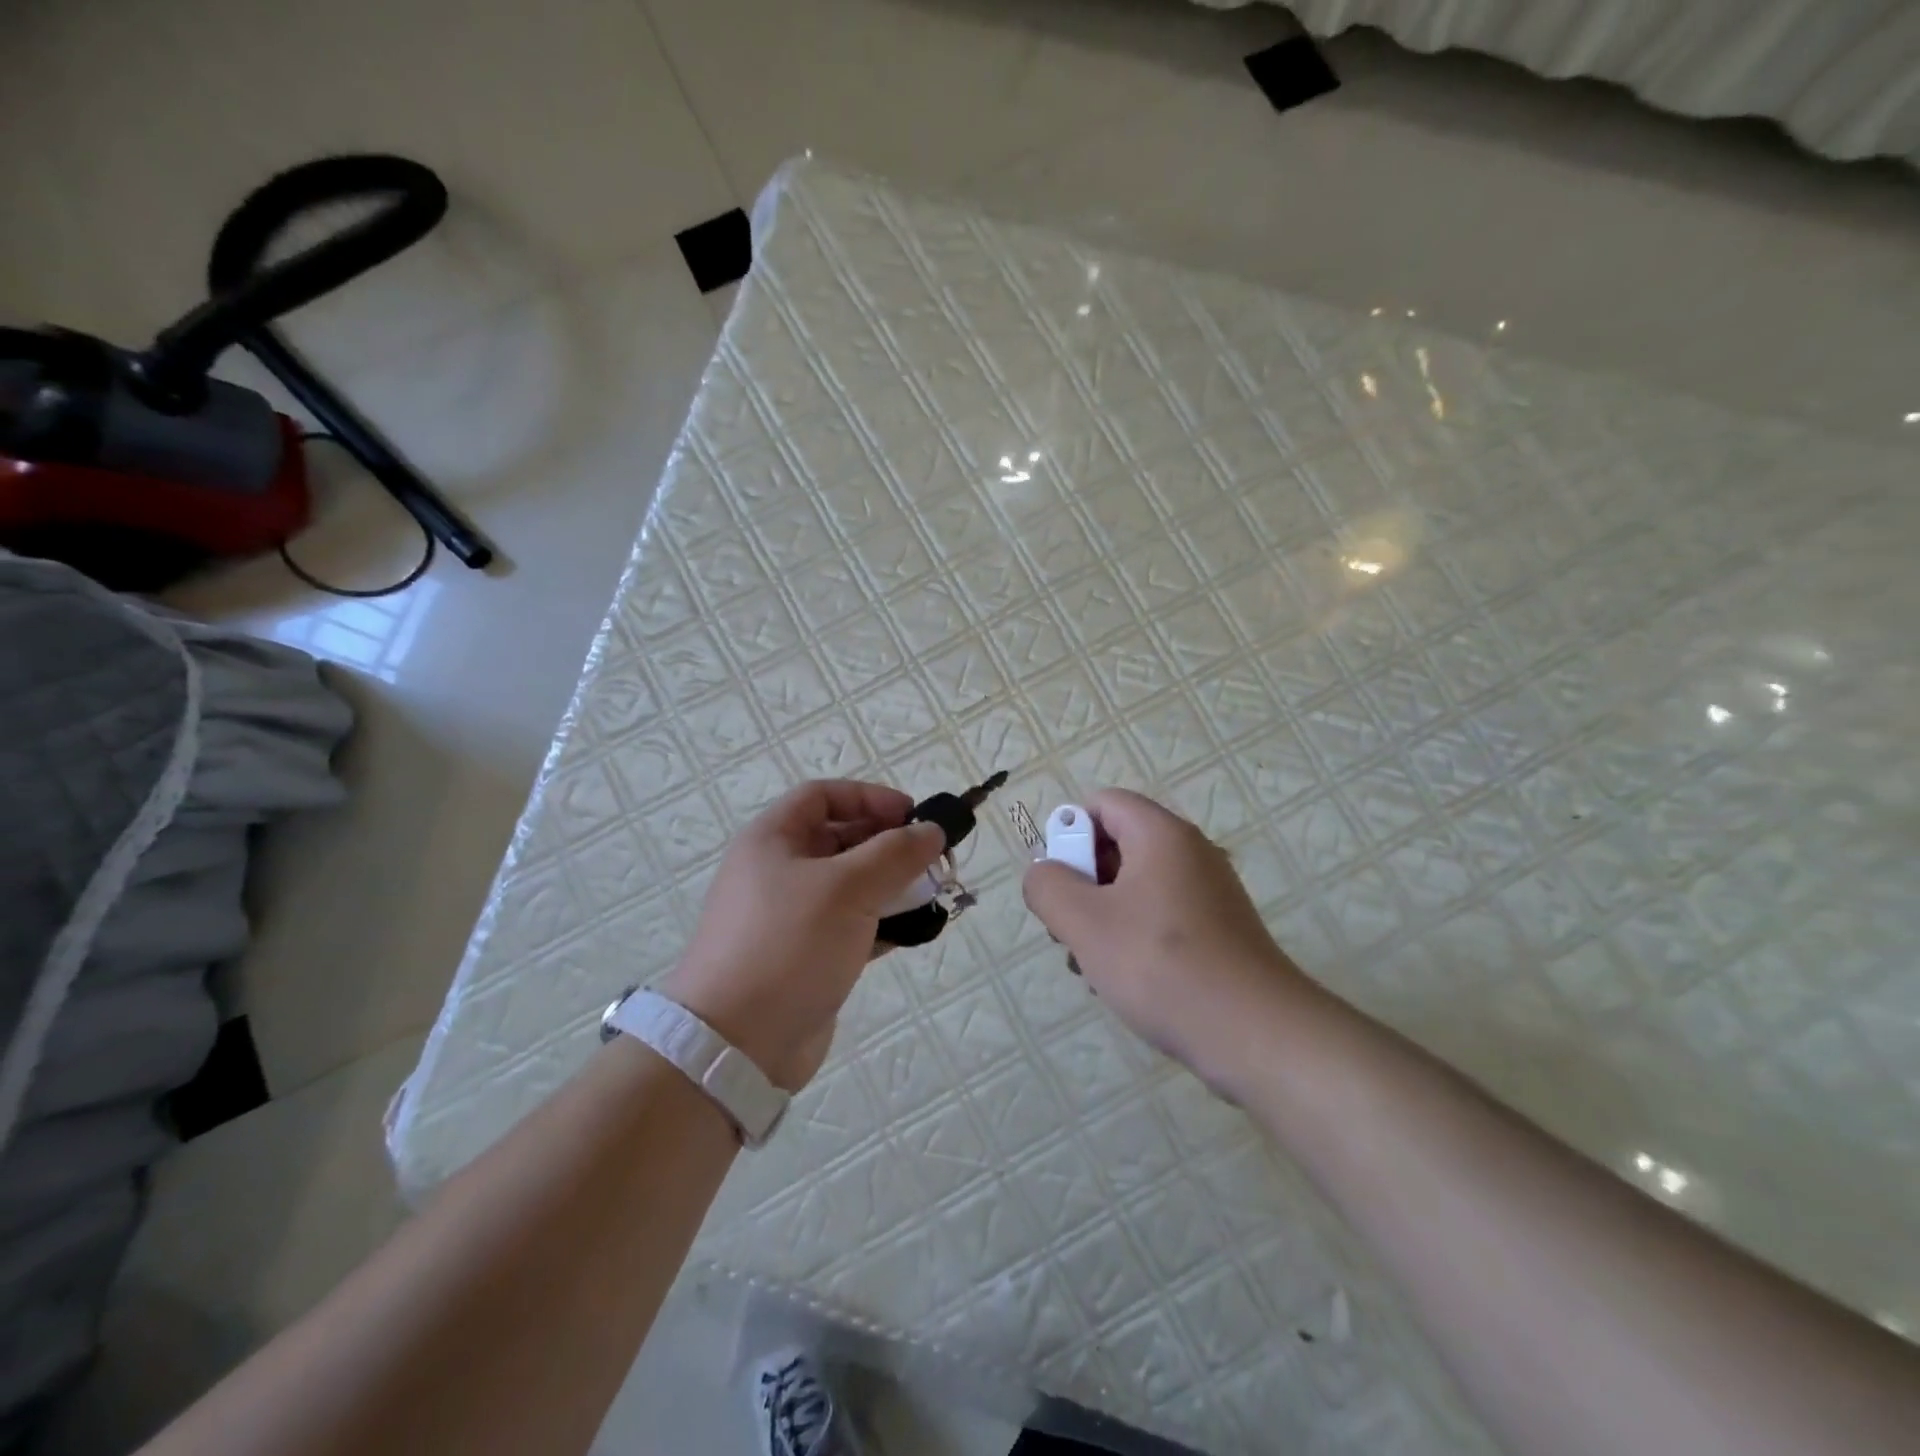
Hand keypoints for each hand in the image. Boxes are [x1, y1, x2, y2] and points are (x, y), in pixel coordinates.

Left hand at [662, 780, 944, 1090]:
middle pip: (840, 839)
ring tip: (933, 895)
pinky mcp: (807, 956)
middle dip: (888, 844)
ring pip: (850, 885)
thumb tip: (931, 830)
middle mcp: (778, 871)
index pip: (822, 795)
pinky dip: (882, 923)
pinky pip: (851, 925)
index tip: (912, 816)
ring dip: (892, 885)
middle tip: (932, 859)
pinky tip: (913, 932)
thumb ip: (895, 853)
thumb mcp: (846, 888)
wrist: (736, 1045)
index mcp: (772, 840)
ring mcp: (791, 917)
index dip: (869, 797)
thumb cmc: (788, 945)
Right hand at [1022, 789, 1311, 1087]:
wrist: (1254, 1034)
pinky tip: (1123, 981)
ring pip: (1135, 886)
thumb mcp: (1084, 923)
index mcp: (1161, 834)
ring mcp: (1209, 892)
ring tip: (1091, 965)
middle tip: (1069, 930)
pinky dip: (1134, 937)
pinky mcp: (1219, 929)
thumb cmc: (1160, 966)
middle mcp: (1190, 852)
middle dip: (1082, 883)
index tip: (1060, 883)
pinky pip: (1161, 915)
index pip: (1102, 803)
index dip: (1069, 833)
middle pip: (1117, 844)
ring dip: (1103, 917)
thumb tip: (1043, 873)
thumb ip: (1048, 886)